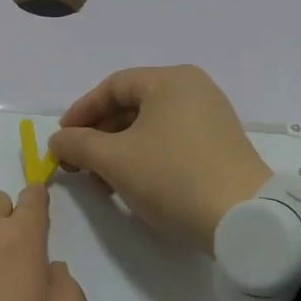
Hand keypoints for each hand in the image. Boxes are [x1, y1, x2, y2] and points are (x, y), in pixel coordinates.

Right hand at [48, 66, 272, 254]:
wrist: (244, 220)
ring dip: (117, 151)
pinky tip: (130, 186)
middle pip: (130, 106)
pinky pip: (169, 142)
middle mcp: (193, 91)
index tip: (61, 140)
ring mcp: (210, 119)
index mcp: (170, 81)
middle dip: (97, 136)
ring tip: (101, 182)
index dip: (81, 112)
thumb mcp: (114, 159)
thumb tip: (57, 141)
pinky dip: (143, 159)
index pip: (112, 86)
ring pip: (148, 128)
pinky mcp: (218, 147)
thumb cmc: (172, 177)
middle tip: (77, 165)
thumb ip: (77, 144)